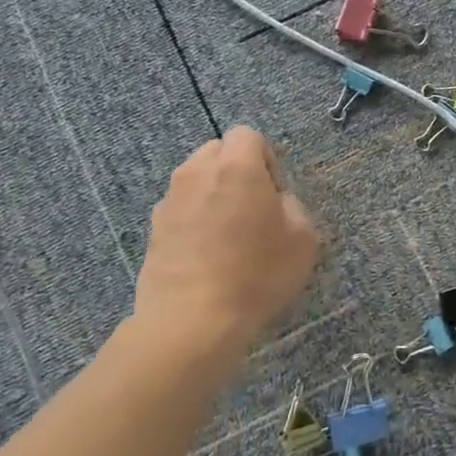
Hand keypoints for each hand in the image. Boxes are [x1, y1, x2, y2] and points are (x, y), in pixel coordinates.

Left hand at [134, 128, 318, 349]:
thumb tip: (274, 201)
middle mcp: (197, 172)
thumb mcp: (303, 239)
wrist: (192, 320)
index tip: (274, 194)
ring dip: (213, 195)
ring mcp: (170, 200)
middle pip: (217, 152)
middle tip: (252, 211)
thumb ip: (292, 206)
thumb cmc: (256, 274)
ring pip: (196, 180)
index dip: (266, 159)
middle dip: (236, 171)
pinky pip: (181, 209)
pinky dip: (194, 220)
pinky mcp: (153, 228)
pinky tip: (206, 256)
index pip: (248, 135)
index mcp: (236, 166)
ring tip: (227, 236)